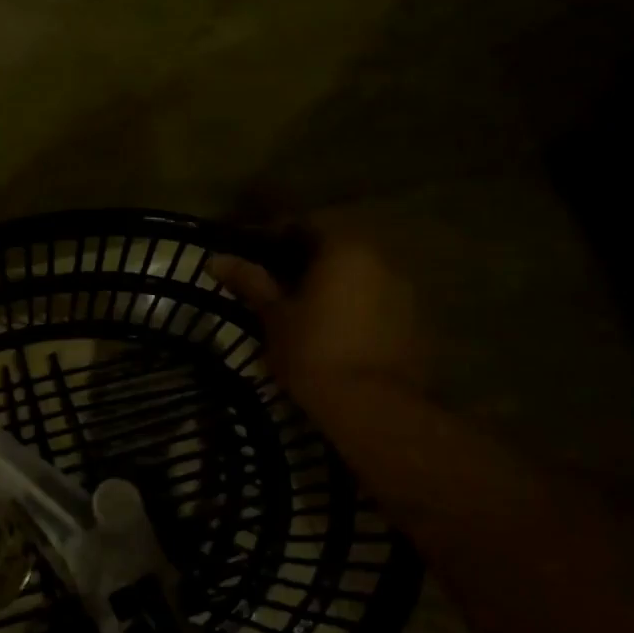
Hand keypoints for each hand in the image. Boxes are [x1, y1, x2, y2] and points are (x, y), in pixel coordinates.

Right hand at [211, 213, 423, 426]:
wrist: (373, 408)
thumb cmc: (314, 351)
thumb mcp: (274, 316)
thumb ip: (250, 282)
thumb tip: (216, 259)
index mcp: (344, 248)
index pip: (306, 224)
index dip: (277, 235)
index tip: (256, 253)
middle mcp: (382, 259)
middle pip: (337, 248)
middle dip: (308, 261)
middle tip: (278, 282)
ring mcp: (406, 292)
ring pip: (361, 276)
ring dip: (336, 285)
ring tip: (308, 310)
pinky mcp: (417, 324)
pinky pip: (379, 303)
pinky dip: (358, 309)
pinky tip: (339, 332)